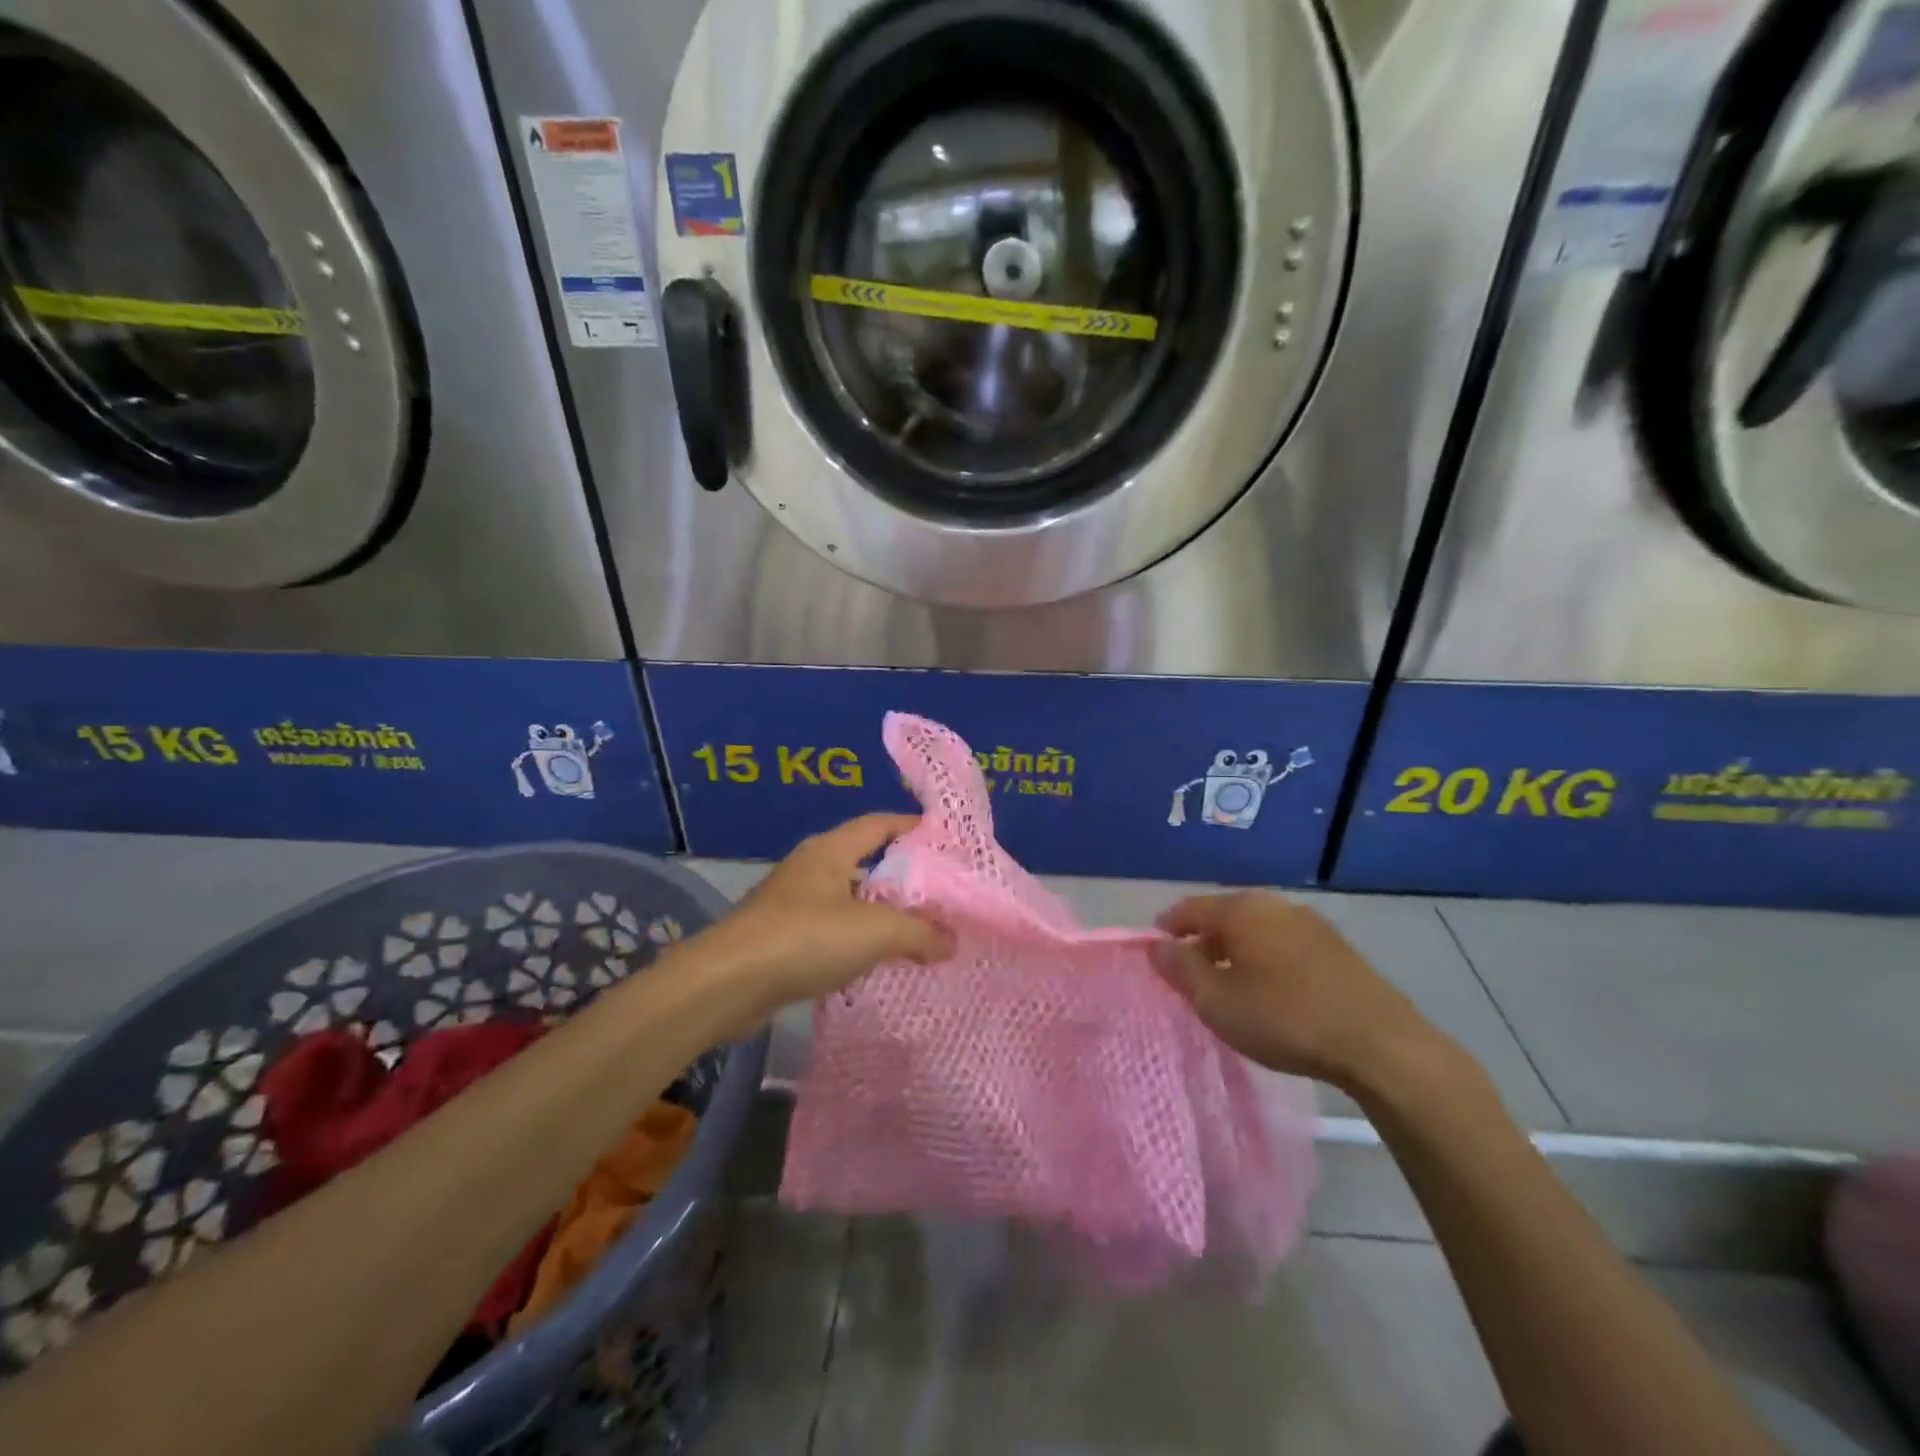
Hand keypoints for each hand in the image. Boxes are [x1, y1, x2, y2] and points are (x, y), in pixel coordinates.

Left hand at [701, 814, 953, 1020]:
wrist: (727, 983)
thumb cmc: (806, 938)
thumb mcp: (875, 931)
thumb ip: (919, 933)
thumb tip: (952, 941)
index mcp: (830, 850)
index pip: (879, 824)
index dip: (912, 827)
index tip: (944, 840)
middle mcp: (810, 867)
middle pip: (865, 862)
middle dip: (900, 879)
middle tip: (938, 896)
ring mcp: (790, 902)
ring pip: (847, 900)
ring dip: (877, 914)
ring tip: (914, 934)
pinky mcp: (778, 937)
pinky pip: (828, 930)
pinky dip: (853, 940)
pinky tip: (872, 963)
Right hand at [1153, 892, 1438, 1089]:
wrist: (1380, 1044)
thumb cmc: (1285, 1018)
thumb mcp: (1217, 1001)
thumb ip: (1180, 969)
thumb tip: (1156, 945)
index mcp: (1241, 909)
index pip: (1189, 909)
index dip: (1166, 929)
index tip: (1154, 954)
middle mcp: (1274, 904)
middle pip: (1223, 916)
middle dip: (1201, 942)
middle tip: (1189, 976)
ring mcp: (1309, 923)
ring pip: (1255, 931)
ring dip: (1234, 952)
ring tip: (1228, 987)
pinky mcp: (1335, 948)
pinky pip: (1283, 944)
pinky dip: (1264, 960)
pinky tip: (1269, 992)